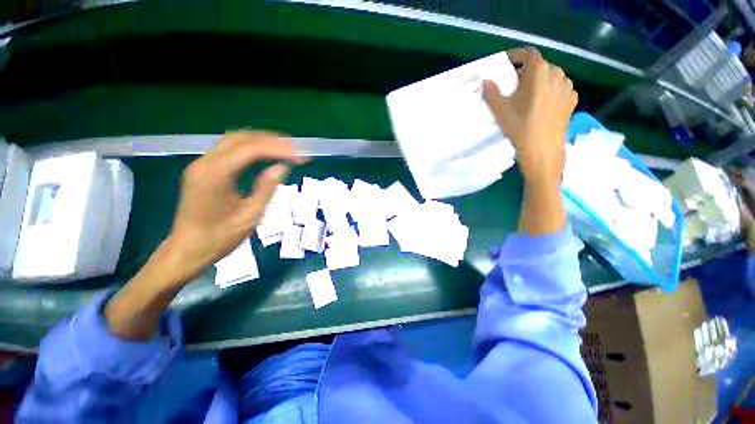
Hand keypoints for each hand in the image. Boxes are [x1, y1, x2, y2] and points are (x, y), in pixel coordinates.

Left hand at [166, 130, 304, 281]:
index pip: (250, 150)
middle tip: (294, 148)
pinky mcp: (203, 170)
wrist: (188, 250)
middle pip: (240, 139)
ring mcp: (201, 165)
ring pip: (233, 141)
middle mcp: (205, 163)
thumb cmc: (220, 237)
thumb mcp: (250, 215)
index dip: (278, 149)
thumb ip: (266, 188)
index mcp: (215, 175)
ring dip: (260, 141)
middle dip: (270, 140)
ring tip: (284, 148)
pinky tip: (264, 155)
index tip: (300, 156)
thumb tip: (282, 167)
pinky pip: (229, 151)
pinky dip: (250, 149)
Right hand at [483, 48, 577, 186]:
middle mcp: (557, 75)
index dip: (518, 55)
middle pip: (541, 66)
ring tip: (528, 94)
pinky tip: (542, 103)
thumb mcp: (501, 111)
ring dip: (539, 80)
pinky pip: (560, 88)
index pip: (529, 55)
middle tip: (514, 83)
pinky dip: (550, 90)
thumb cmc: (520, 128)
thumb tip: (486, 81)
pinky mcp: (572, 101)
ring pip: (552, 76)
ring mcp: (567, 88)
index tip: (508, 60)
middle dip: (527, 71)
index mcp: (539, 74)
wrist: (543, 150)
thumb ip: (492, 93)